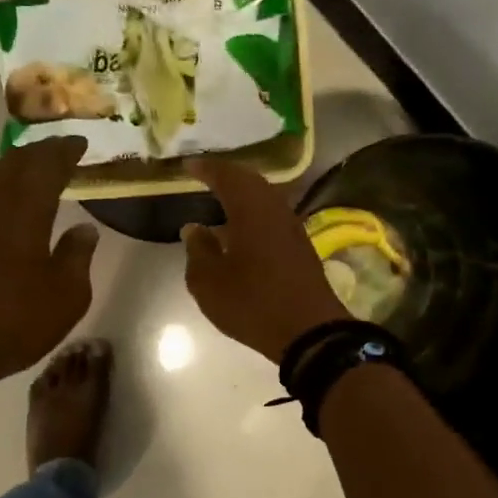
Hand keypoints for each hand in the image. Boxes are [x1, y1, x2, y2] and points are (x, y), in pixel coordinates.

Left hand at [0, 138, 99, 392]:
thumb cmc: (7, 322)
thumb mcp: (64, 298)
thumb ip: (77, 258)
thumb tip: (85, 230)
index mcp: (24, 207)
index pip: (47, 163)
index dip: (65, 150)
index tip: (80, 143)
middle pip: (15, 161)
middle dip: (40, 153)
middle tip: (60, 152)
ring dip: (13, 168)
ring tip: (32, 173)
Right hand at [181, 157, 346, 363]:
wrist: (309, 332)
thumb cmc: (252, 302)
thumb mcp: (209, 282)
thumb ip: (198, 250)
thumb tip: (194, 229)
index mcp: (251, 209)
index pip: (226, 176)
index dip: (206, 168)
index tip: (189, 165)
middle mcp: (275, 210)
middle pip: (251, 181)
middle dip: (228, 175)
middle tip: (206, 175)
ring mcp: (292, 228)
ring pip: (266, 198)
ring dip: (244, 194)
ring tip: (222, 199)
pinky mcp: (301, 247)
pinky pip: (273, 216)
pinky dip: (255, 213)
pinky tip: (243, 229)